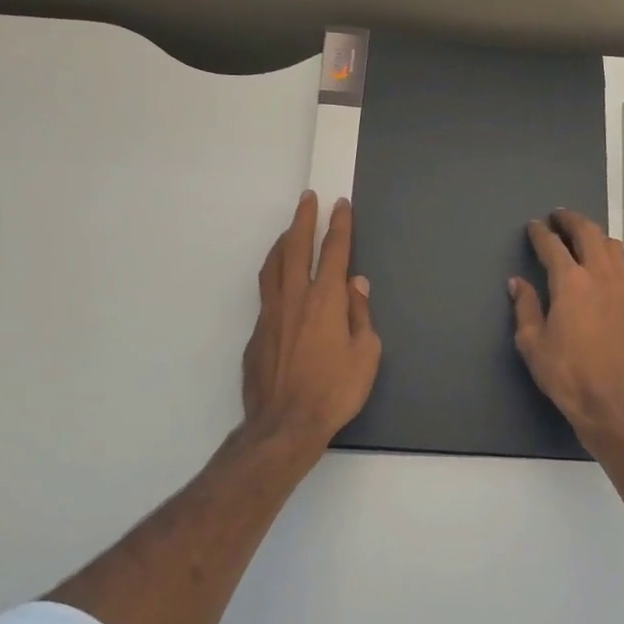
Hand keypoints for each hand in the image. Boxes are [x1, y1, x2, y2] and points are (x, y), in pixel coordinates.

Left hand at [242, 193, 380, 451]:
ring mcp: (270, 315)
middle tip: (307, 199)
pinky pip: (266, 294)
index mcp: (326, 300)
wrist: (284, 424)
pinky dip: (274, 278)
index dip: (339, 225)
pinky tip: (281, 286)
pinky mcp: (256, 334)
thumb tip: (357, 285)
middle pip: (296, 248)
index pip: (334, 252)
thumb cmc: (335, 390)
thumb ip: (361, 316)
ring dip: (283, 244)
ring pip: (273, 267)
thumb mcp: (366, 355)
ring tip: (289, 232)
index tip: (340, 205)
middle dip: (303, 219)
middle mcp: (295, 298)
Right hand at [510, 209, 623, 444]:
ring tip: (583, 238)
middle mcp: (601, 277)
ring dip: (596, 236)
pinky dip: (611, 262)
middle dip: (572, 221)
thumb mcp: (533, 343)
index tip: (534, 226)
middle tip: (559, 217)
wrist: (613, 403)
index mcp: (571, 282)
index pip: (553, 246)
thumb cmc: (566, 374)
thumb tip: (518, 283)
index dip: (541, 233)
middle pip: (589, 234)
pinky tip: (603, 273)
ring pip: (613, 248)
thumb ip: (526, 307)